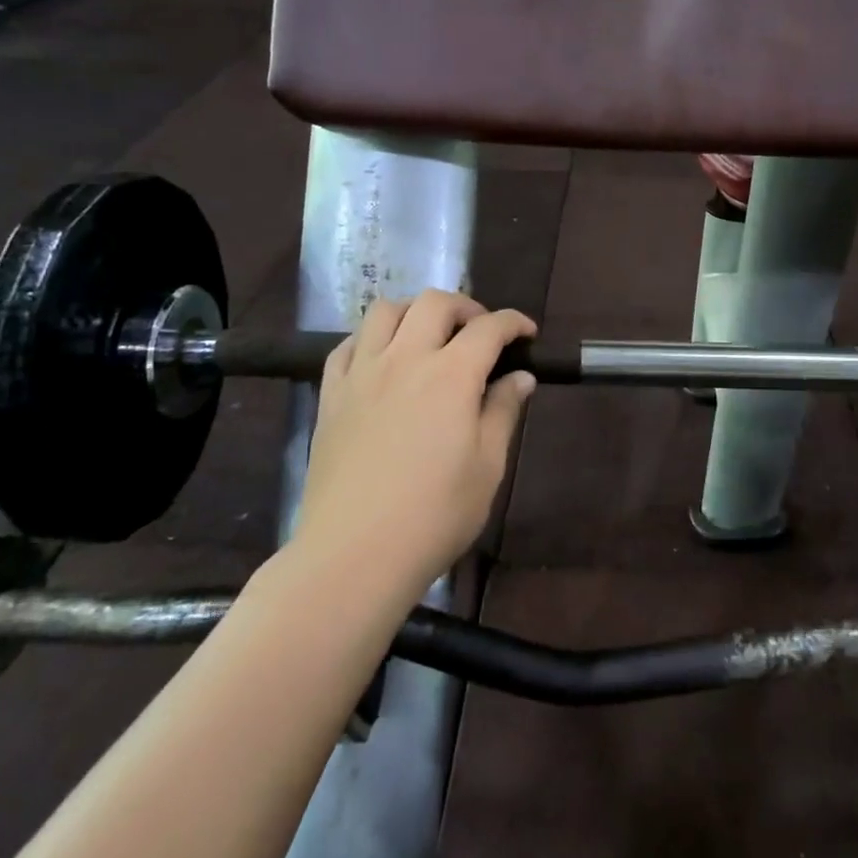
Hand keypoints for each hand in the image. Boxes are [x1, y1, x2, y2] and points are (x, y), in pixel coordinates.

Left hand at [295, 291, 536, 593]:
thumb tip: (520, 378)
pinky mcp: (330, 395)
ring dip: (415, 312)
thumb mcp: (488, 466)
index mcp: (451, 375)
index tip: (527, 335)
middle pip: (435, 303)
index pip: (489, 327)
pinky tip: (382, 360)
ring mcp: (362, 374)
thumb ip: (503, 412)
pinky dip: (372, 338)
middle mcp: (405, 359)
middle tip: (480, 333)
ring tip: (429, 337)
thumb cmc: (434, 514)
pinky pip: (348, 345)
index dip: (514, 322)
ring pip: (385, 310)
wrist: (354, 554)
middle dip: (466, 307)